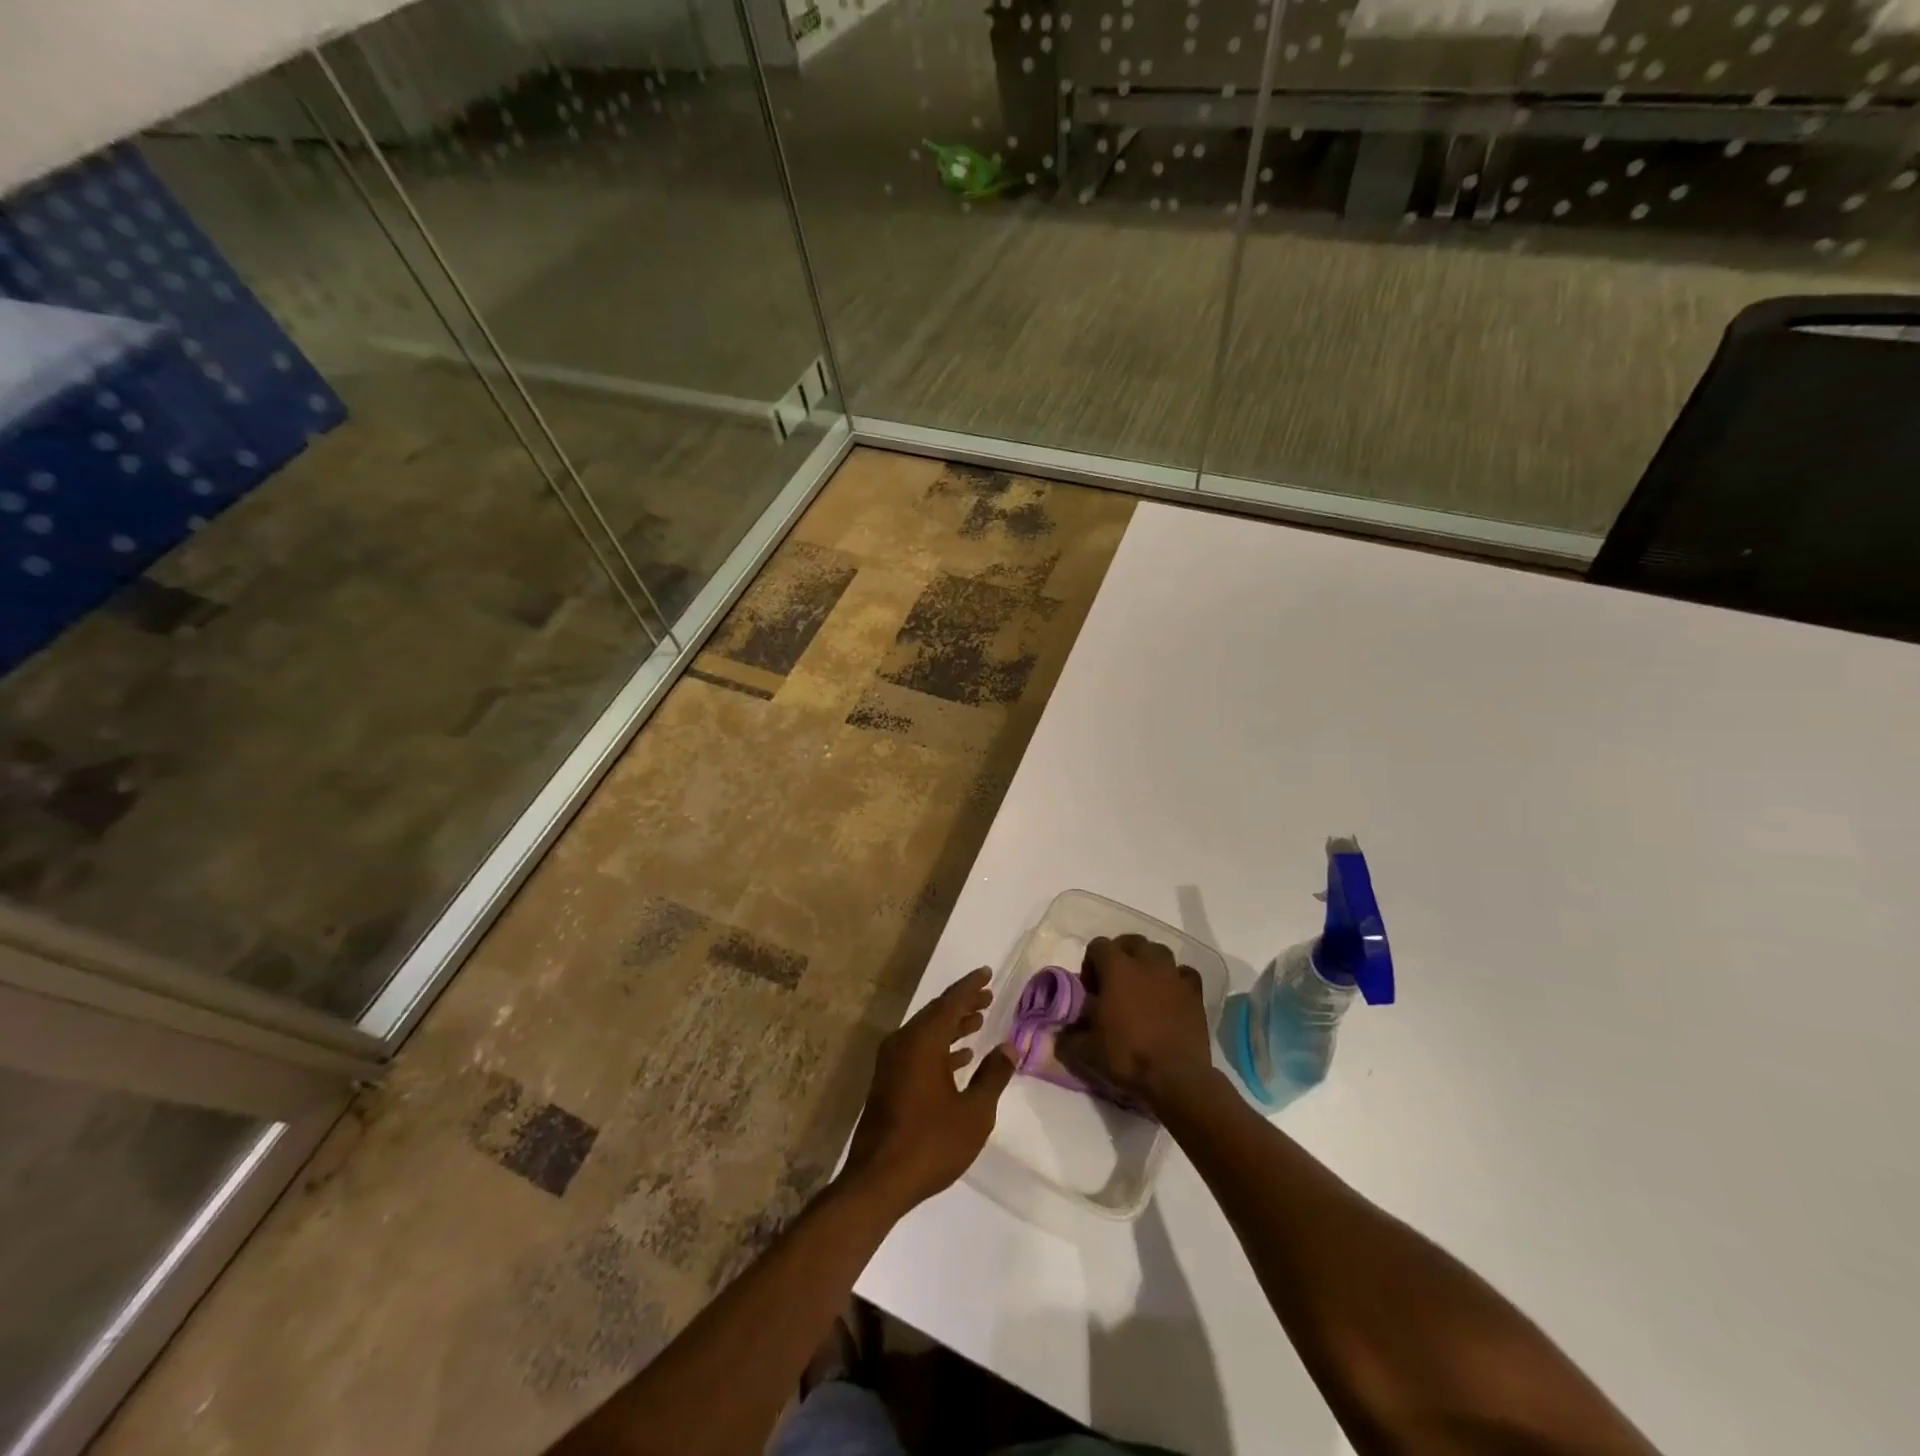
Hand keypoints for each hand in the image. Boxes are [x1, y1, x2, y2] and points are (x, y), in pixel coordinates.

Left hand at [842, 968, 1014, 1213]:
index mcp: (922, 1041)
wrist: (878, 1181)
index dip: (970, 986)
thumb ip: (993, 1076)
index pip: (951, 1002)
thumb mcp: (974, 1112)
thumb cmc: (930, 1143)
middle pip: (936, 1013)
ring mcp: (892, 1063)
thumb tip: (1009, 1047)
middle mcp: (903, 1043)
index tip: (986, 972)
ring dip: (952, 1026)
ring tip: (978, 1021)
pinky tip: (960, 1058)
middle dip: (962, 1004)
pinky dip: (940, 1047)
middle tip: (987, 996)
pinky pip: (918, 1050)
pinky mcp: (888, 1082)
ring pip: (926, 1032)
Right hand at [1058, 934, 1213, 1110]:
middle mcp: (1146, 963)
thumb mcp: (1086, 1051)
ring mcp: (1173, 976)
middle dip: (1121, 955)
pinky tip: (1170, 996)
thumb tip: (1060, 1034)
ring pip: (1159, 952)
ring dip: (1149, 963)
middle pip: (1132, 942)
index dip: (1091, 964)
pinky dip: (1176, 979)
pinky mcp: (1195, 993)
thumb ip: (1069, 1037)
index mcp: (1116, 968)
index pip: (1098, 946)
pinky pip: (1184, 973)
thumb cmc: (1127, 1056)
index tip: (1091, 990)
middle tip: (1115, 983)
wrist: (1175, 1077)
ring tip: (1143, 987)